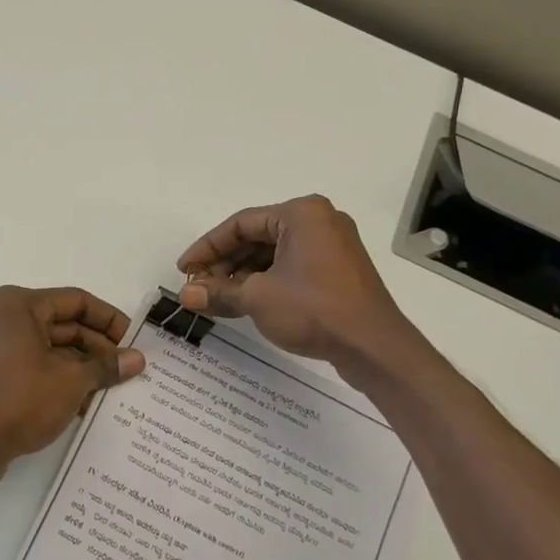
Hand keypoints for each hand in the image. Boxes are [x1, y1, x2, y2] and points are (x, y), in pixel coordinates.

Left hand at [0, 286, 144, 484]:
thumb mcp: (71, 382)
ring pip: (46, 346)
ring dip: (79, 365)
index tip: (133, 341)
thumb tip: (137, 359)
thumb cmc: (19, 402)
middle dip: (96, 348)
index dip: (109, 320)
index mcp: (17, 304)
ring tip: (110, 388)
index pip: (75, 301)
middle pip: (61, 324)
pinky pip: (29, 364)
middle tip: (126, 370)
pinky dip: (55, 376)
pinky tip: (82, 401)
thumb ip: (106, 366)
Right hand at [177, 195, 417, 372]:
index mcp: (301, 213)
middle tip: (199, 287)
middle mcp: (319, 221)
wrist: (374, 347)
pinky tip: (247, 301)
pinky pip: (293, 267)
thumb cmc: (314, 309)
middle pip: (258, 237)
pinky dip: (267, 281)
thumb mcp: (258, 298)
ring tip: (218, 298)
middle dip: (225, 263)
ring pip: (274, 254)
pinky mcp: (339, 271)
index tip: (184, 270)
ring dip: (244, 275)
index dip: (207, 247)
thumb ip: (219, 292)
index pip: (241, 223)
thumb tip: (185, 297)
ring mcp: (333, 246)